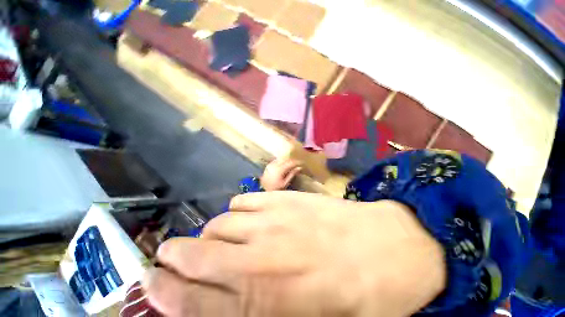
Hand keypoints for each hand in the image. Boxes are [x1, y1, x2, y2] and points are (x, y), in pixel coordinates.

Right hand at [143, 191, 445, 316]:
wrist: (387, 248)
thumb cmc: (354, 296)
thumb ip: (256, 310)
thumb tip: (224, 301)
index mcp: (264, 303)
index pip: (192, 299)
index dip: (165, 291)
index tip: (151, 280)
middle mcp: (259, 257)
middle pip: (199, 254)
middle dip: (177, 255)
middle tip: (171, 254)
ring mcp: (271, 219)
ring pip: (221, 222)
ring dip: (213, 233)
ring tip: (220, 238)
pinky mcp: (283, 198)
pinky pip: (244, 200)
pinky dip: (237, 210)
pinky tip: (246, 215)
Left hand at [260, 158, 301, 190]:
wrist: (263, 190)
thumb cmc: (276, 188)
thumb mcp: (285, 183)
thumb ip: (292, 174)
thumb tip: (299, 168)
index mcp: (280, 169)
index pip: (290, 162)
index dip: (296, 162)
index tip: (301, 163)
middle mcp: (275, 165)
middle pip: (285, 159)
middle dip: (292, 161)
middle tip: (297, 163)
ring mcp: (271, 165)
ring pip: (280, 159)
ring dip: (286, 160)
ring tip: (291, 164)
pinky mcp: (268, 166)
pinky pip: (276, 161)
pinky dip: (281, 161)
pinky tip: (283, 164)